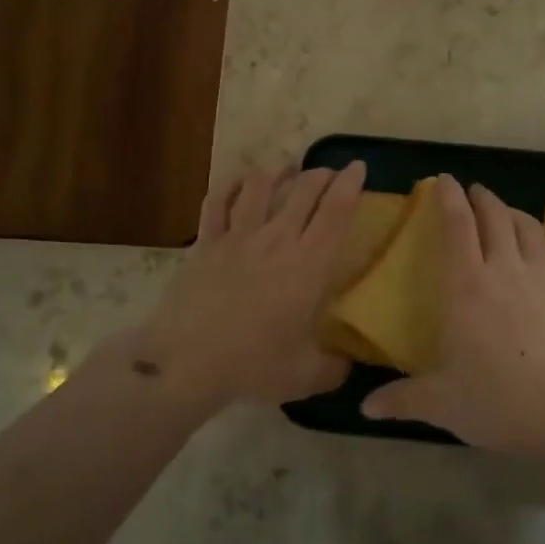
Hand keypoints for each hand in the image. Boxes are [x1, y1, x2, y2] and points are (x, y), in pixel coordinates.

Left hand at [130, 163, 364, 411]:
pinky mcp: (207, 241)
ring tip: (288, 168)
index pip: (336, 210)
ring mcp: (238, 235)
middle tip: (331, 174)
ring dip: (279, 170)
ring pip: (261, 184)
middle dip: (322, 173)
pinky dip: (230, 185)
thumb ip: (336, 367)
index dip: (351, 184)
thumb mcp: (307, 376)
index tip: (358, 167)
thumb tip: (350, 365)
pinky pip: (217, 201)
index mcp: (309, 265)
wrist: (186, 361)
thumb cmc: (253, 365)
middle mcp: (277, 239)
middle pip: (304, 189)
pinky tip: (239, 183)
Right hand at [360, 176, 544, 456]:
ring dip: (517, 214)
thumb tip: (365, 407)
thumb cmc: (500, 402)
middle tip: (475, 191)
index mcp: (468, 286)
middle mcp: (507, 269)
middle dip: (482, 199)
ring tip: (508, 210)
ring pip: (532, 229)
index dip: (449, 198)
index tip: (444, 180)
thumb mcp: (442, 404)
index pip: (456, 227)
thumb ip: (402, 400)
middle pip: (495, 219)